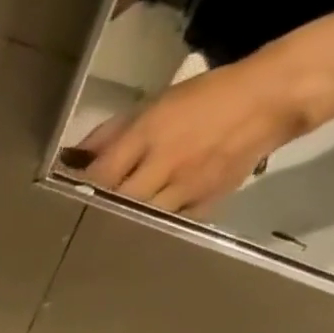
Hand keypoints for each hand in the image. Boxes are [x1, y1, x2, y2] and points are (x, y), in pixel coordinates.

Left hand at [64, 47, 318, 213]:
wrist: (268, 100)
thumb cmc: (205, 98)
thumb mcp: (154, 105)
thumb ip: (111, 133)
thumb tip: (73, 157)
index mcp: (148, 134)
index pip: (101, 174)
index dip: (81, 190)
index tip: (65, 197)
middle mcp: (164, 164)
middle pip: (118, 202)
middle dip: (98, 213)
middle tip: (80, 221)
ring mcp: (185, 188)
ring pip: (141, 219)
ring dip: (122, 226)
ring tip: (104, 232)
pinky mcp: (204, 205)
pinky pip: (169, 226)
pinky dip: (151, 231)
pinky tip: (138, 234)